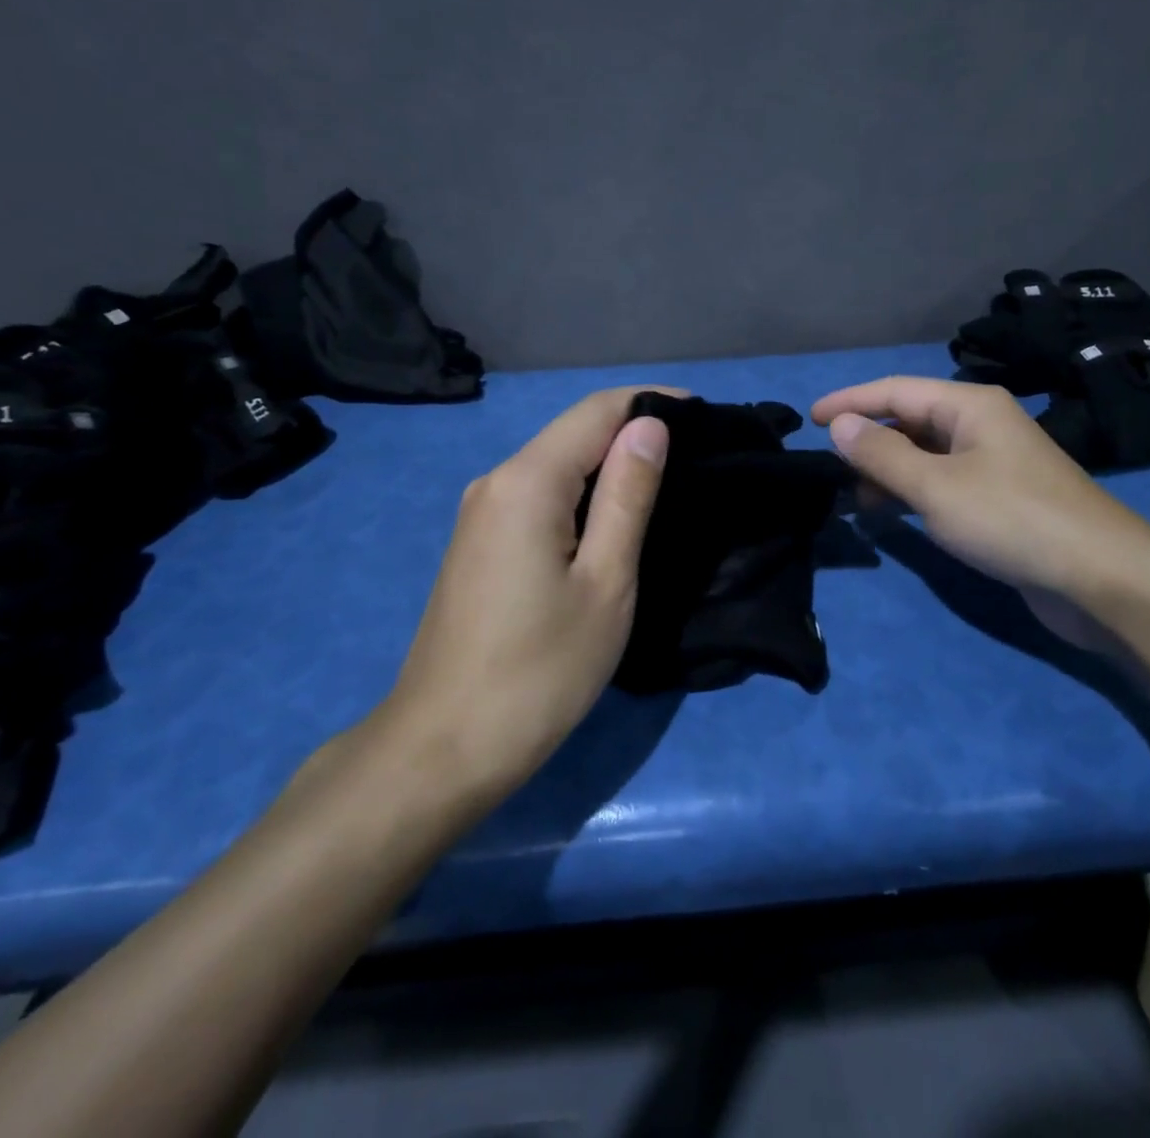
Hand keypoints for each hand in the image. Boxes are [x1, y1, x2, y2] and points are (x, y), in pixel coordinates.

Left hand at [376, 387, 673, 803]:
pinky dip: (583, 492)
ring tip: (669, 478)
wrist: (444, 747)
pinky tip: (614, 514)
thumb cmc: (540, 670)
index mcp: (527, 481)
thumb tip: (649, 426)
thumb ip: (628, 495)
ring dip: (610, 462)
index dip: (652, 401)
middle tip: (698, 450)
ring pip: (556, 464)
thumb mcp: (605, 581)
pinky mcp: (479, 542)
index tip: (706, 413)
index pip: (597, 411)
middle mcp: (496, 481)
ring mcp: (481, 513)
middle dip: (635, 430)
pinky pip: (539, 495)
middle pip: (574, 433)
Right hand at [810, 377, 1149, 606]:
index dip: (850, 402)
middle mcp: (981, 426)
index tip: (810, 420)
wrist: (1102, 579)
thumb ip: (882, 455)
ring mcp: (993, 464)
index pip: (895, 391)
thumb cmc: (1012, 519)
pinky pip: (942, 484)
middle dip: (868, 441)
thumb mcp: (936, 486)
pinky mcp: (999, 500)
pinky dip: (912, 494)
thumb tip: (839, 425)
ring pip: (925, 456)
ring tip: (853, 499)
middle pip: (910, 421)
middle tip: (829, 470)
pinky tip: (893, 515)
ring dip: (887, 472)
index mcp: (969, 406)